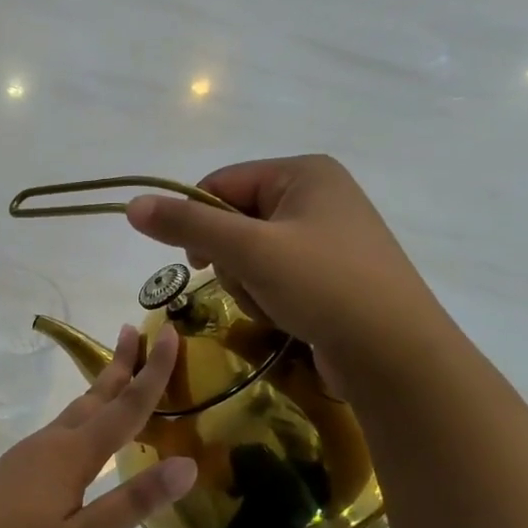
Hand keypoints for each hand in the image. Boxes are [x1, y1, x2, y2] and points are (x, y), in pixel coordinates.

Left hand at [0, 324, 196, 527]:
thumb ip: (134, 502)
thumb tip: (188, 464)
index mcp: (72, 454)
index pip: (125, 406)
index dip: (152, 371)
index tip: (167, 332)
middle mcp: (50, 443)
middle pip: (95, 396)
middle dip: (120, 364)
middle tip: (136, 329)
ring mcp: (27, 455)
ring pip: (75, 412)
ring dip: (101, 389)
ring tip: (118, 374)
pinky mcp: (13, 470)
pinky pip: (59, 430)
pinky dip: (83, 416)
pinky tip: (80, 434)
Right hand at [125, 156, 446, 386]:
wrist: (395, 354)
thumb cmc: (323, 286)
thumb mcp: (249, 250)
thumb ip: (188, 225)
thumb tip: (132, 204)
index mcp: (304, 173)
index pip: (221, 183)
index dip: (197, 221)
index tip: (196, 263)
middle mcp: (318, 195)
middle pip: (235, 220)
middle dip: (232, 260)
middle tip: (251, 283)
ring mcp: (328, 236)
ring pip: (251, 253)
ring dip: (249, 283)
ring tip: (276, 304)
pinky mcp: (332, 273)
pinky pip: (276, 274)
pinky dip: (271, 296)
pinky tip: (289, 315)